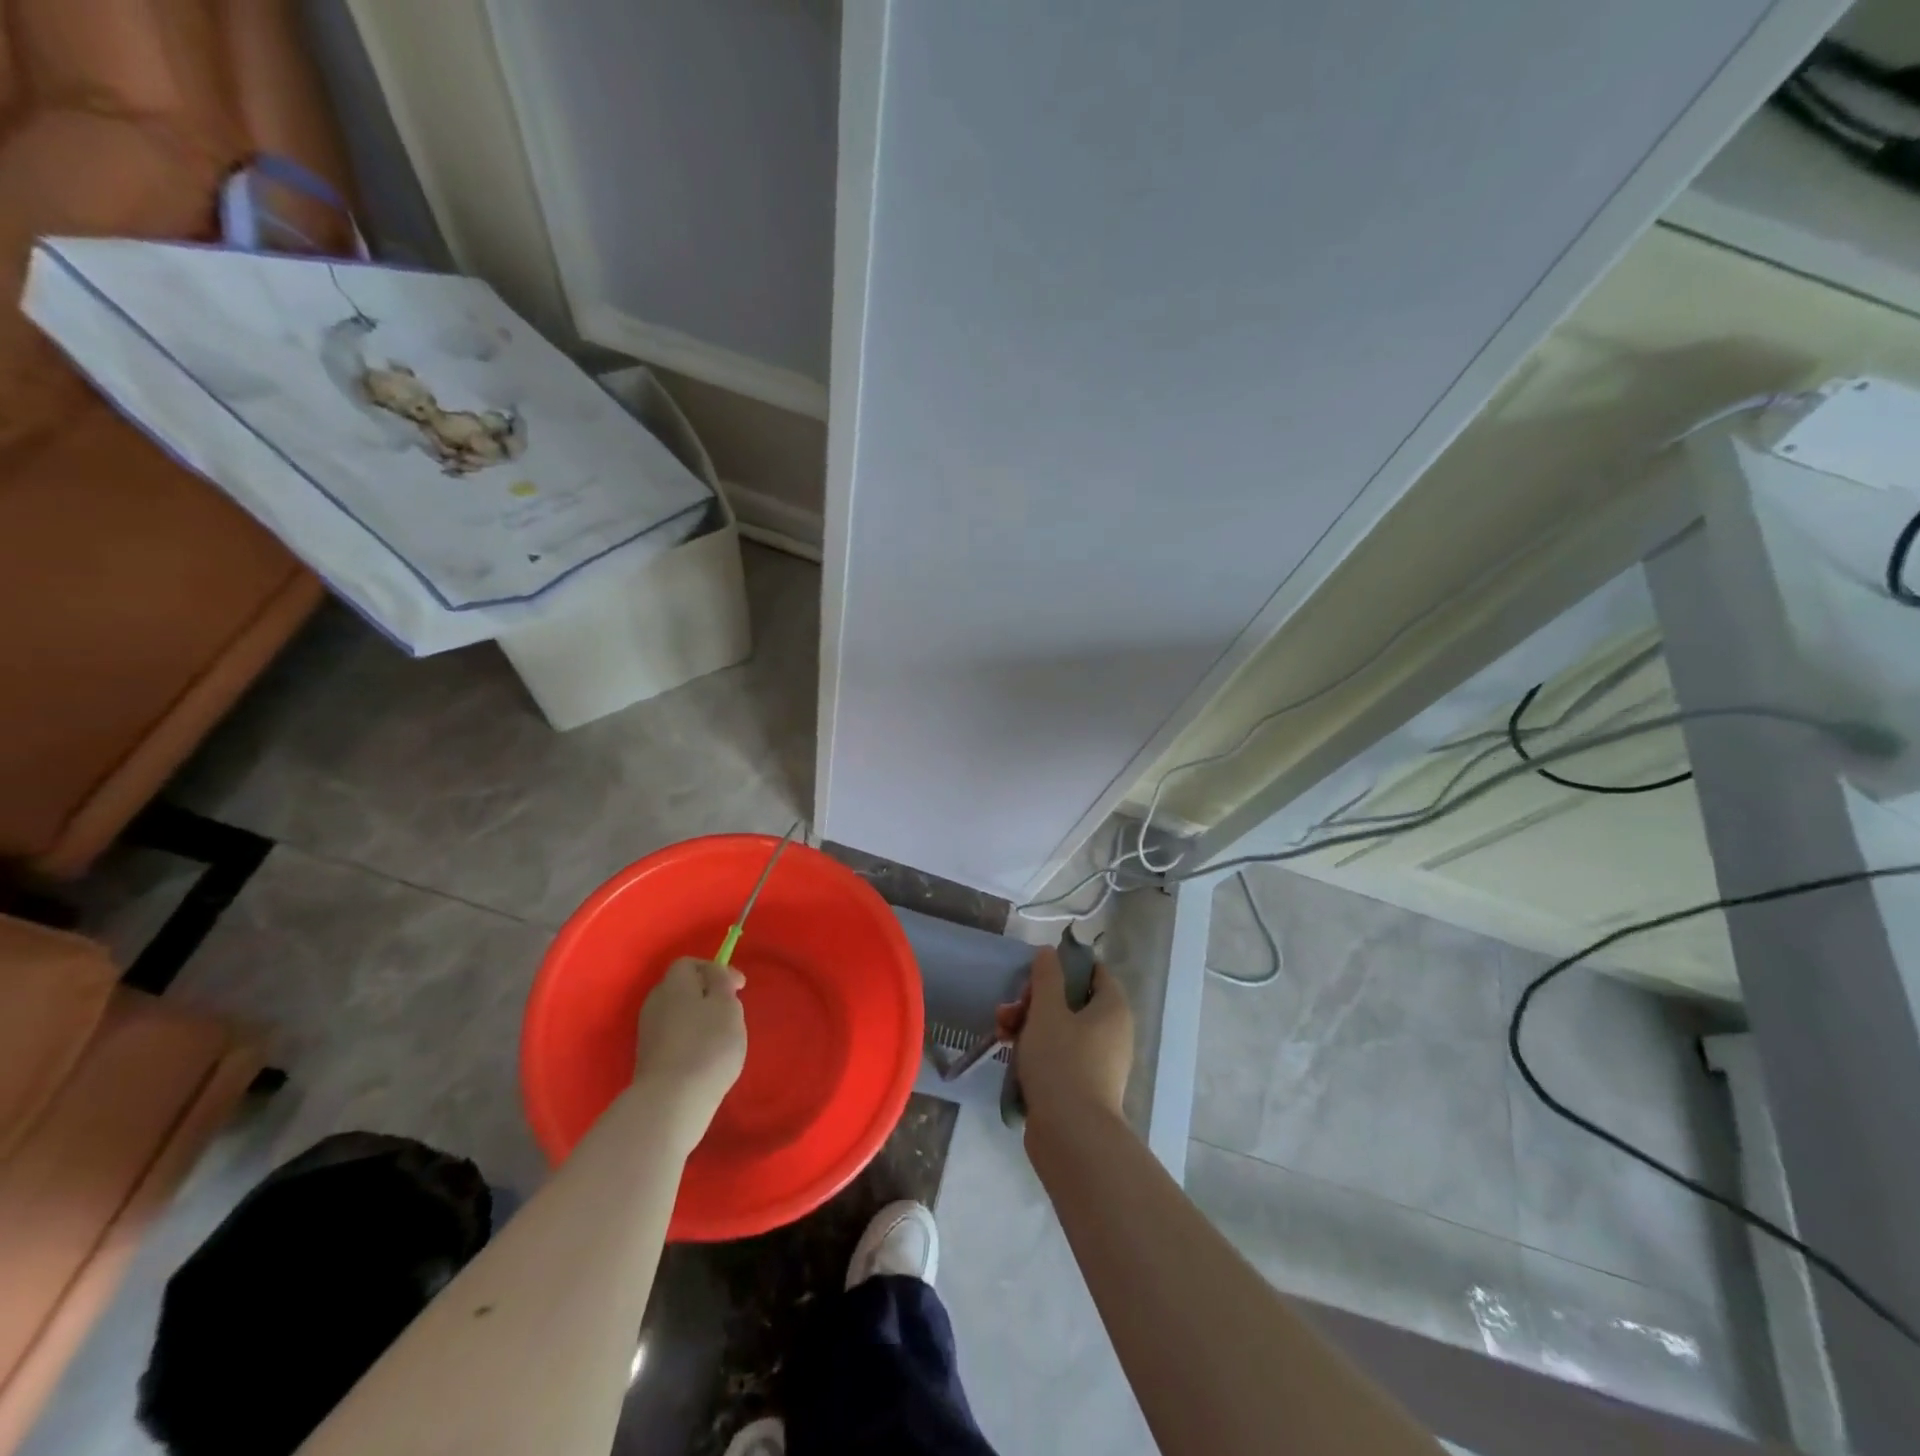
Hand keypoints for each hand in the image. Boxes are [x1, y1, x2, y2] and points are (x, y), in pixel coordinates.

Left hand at [634, 958, 747, 1150]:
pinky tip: (704, 1057)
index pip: (689, 963)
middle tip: (730, 1010)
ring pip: (677, 1013)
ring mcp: (648, 1033)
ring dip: (698, 1018)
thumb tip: (714, 975)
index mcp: (673, 985)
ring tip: (721, 1036)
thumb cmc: (707, 1045)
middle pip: (681, 988)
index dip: (715, 969)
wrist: (671, 1102)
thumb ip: (722, 983)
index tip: (738, 988)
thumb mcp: (727, 1006)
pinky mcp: (649, 1059)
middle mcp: (655, 1003)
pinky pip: (673, 1037)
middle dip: (706, 994)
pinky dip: (690, 1039)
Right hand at [996, 945, 1133, 1130]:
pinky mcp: (1081, 1087)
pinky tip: (1009, 1053)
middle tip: (1011, 1007)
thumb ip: (1046, 977)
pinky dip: (1036, 1050)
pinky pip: (1058, 1056)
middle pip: (1072, 1001)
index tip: (1037, 973)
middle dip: (1036, 1000)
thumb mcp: (1047, 1011)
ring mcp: (1098, 1062)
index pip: (1095, 973)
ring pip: (1061, 1029)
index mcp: (1112, 1009)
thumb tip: (1049, 953)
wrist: (1071, 1135)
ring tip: (1001, 1030)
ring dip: (1029, 1024)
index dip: (1066, 967)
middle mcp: (1112, 1033)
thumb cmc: (1062, 1062)